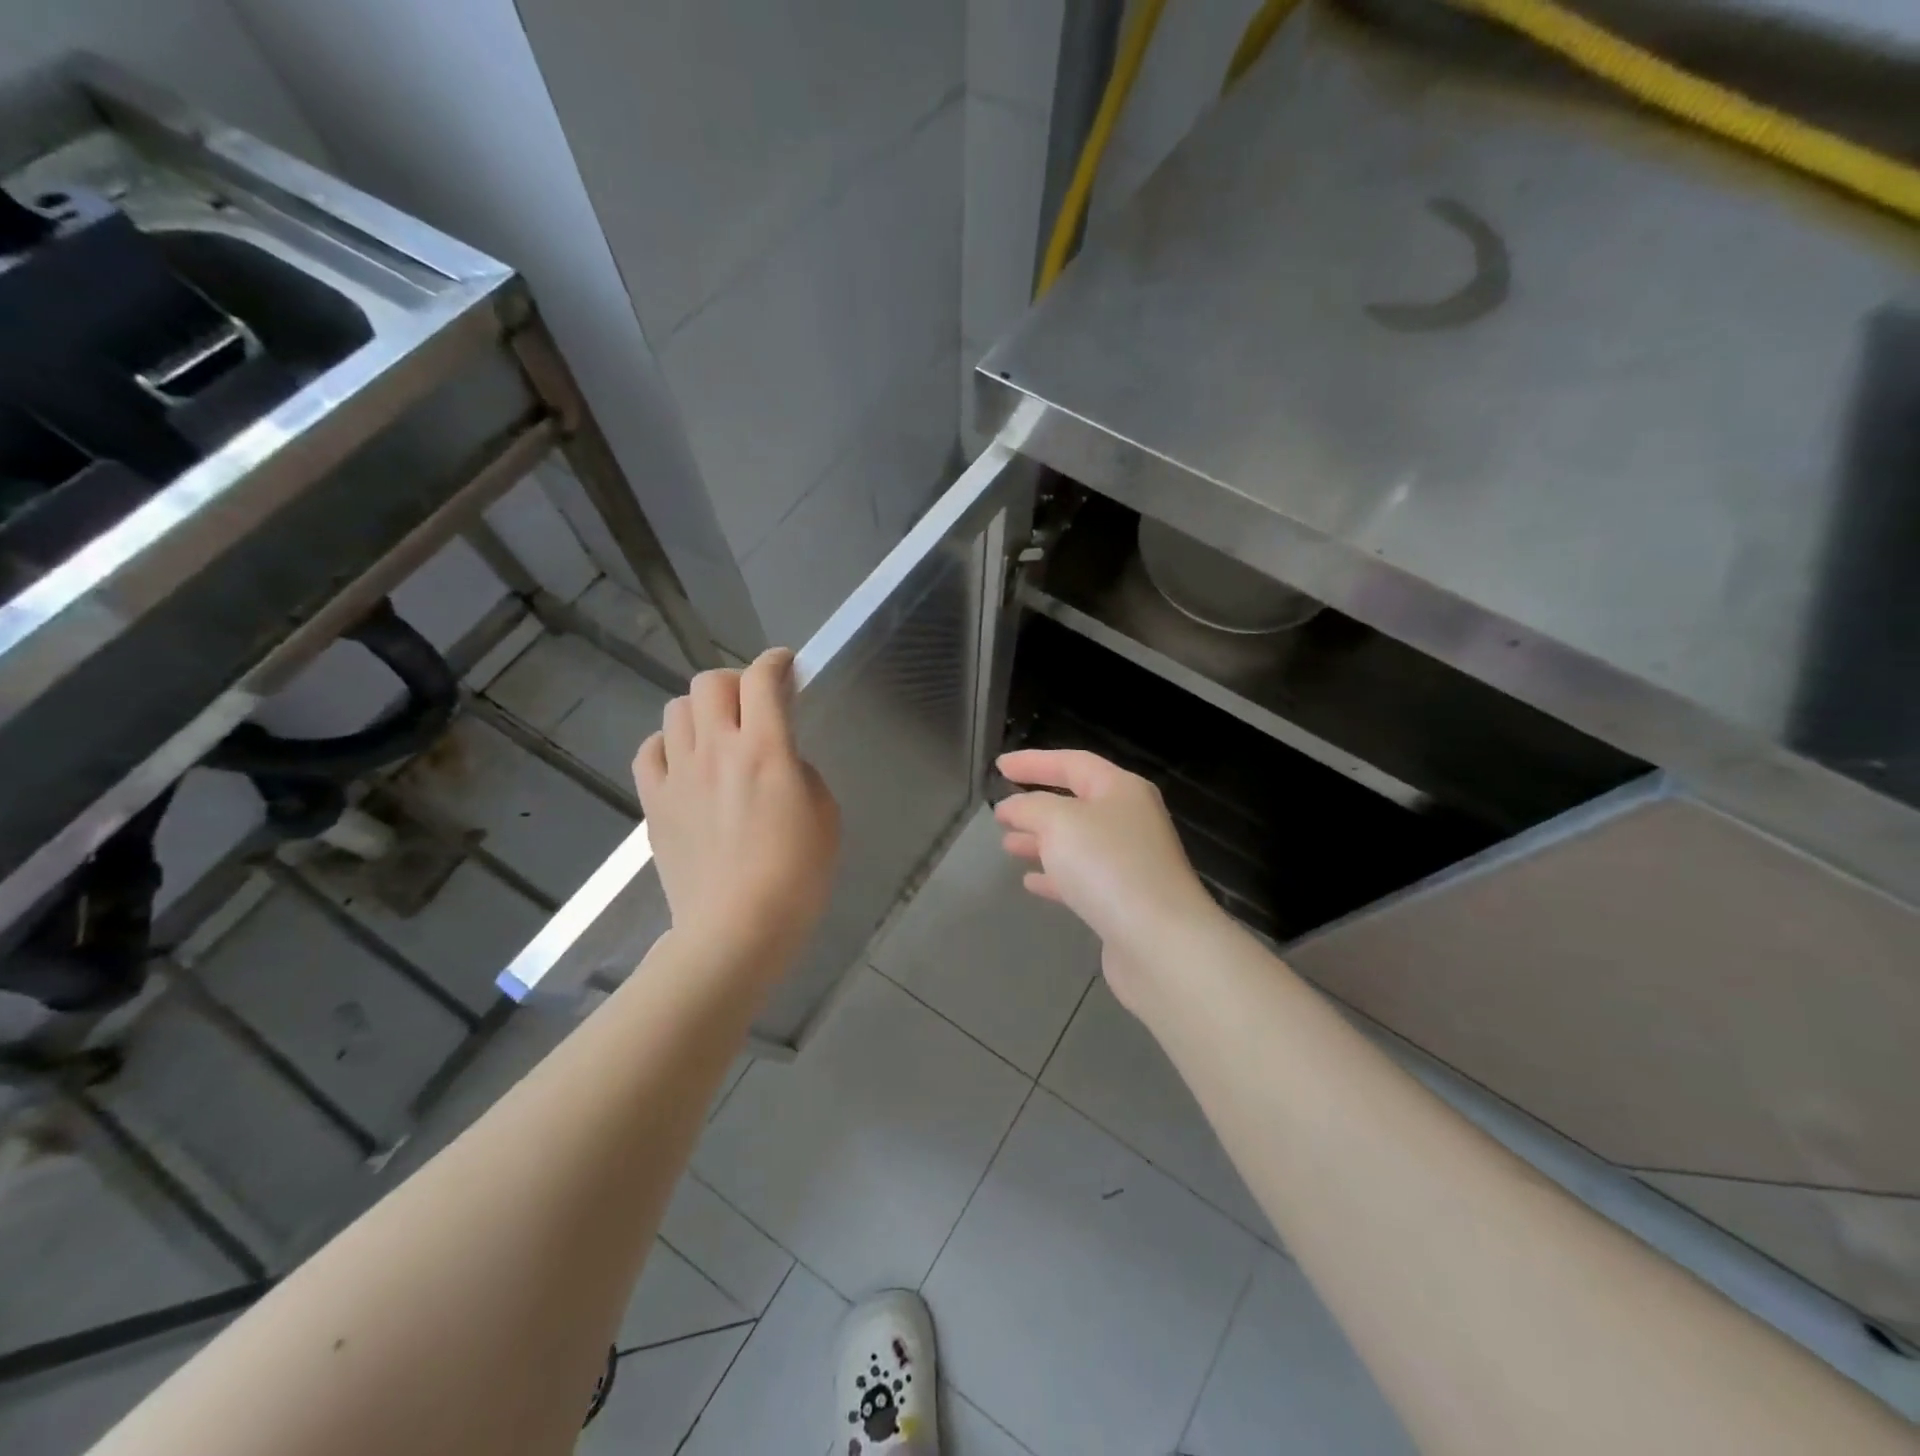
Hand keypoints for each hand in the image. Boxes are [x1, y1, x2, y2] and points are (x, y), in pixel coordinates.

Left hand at [634, 650, 838, 970]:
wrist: (736, 929)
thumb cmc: (796, 877)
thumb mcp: (824, 815)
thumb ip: (800, 772)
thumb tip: (778, 760)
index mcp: (765, 749)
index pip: (762, 680)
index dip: (775, 662)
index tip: (785, 665)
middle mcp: (716, 749)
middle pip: (710, 683)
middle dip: (736, 682)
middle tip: (753, 705)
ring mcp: (678, 775)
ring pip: (676, 710)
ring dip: (701, 711)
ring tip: (718, 734)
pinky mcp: (654, 803)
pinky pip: (649, 751)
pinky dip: (667, 744)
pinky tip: (684, 762)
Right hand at [994, 749, 1222, 1014]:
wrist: (1160, 942)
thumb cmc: (1108, 865)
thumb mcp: (1059, 822)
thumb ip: (1030, 807)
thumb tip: (1013, 807)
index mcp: (1121, 790)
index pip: (1072, 763)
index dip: (1034, 762)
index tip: (999, 766)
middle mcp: (1130, 820)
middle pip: (1076, 803)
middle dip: (1036, 805)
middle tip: (1000, 811)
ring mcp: (1130, 862)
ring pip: (1076, 842)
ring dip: (1041, 841)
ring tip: (1007, 845)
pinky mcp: (1124, 901)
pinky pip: (1082, 878)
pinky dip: (1055, 876)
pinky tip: (1030, 882)